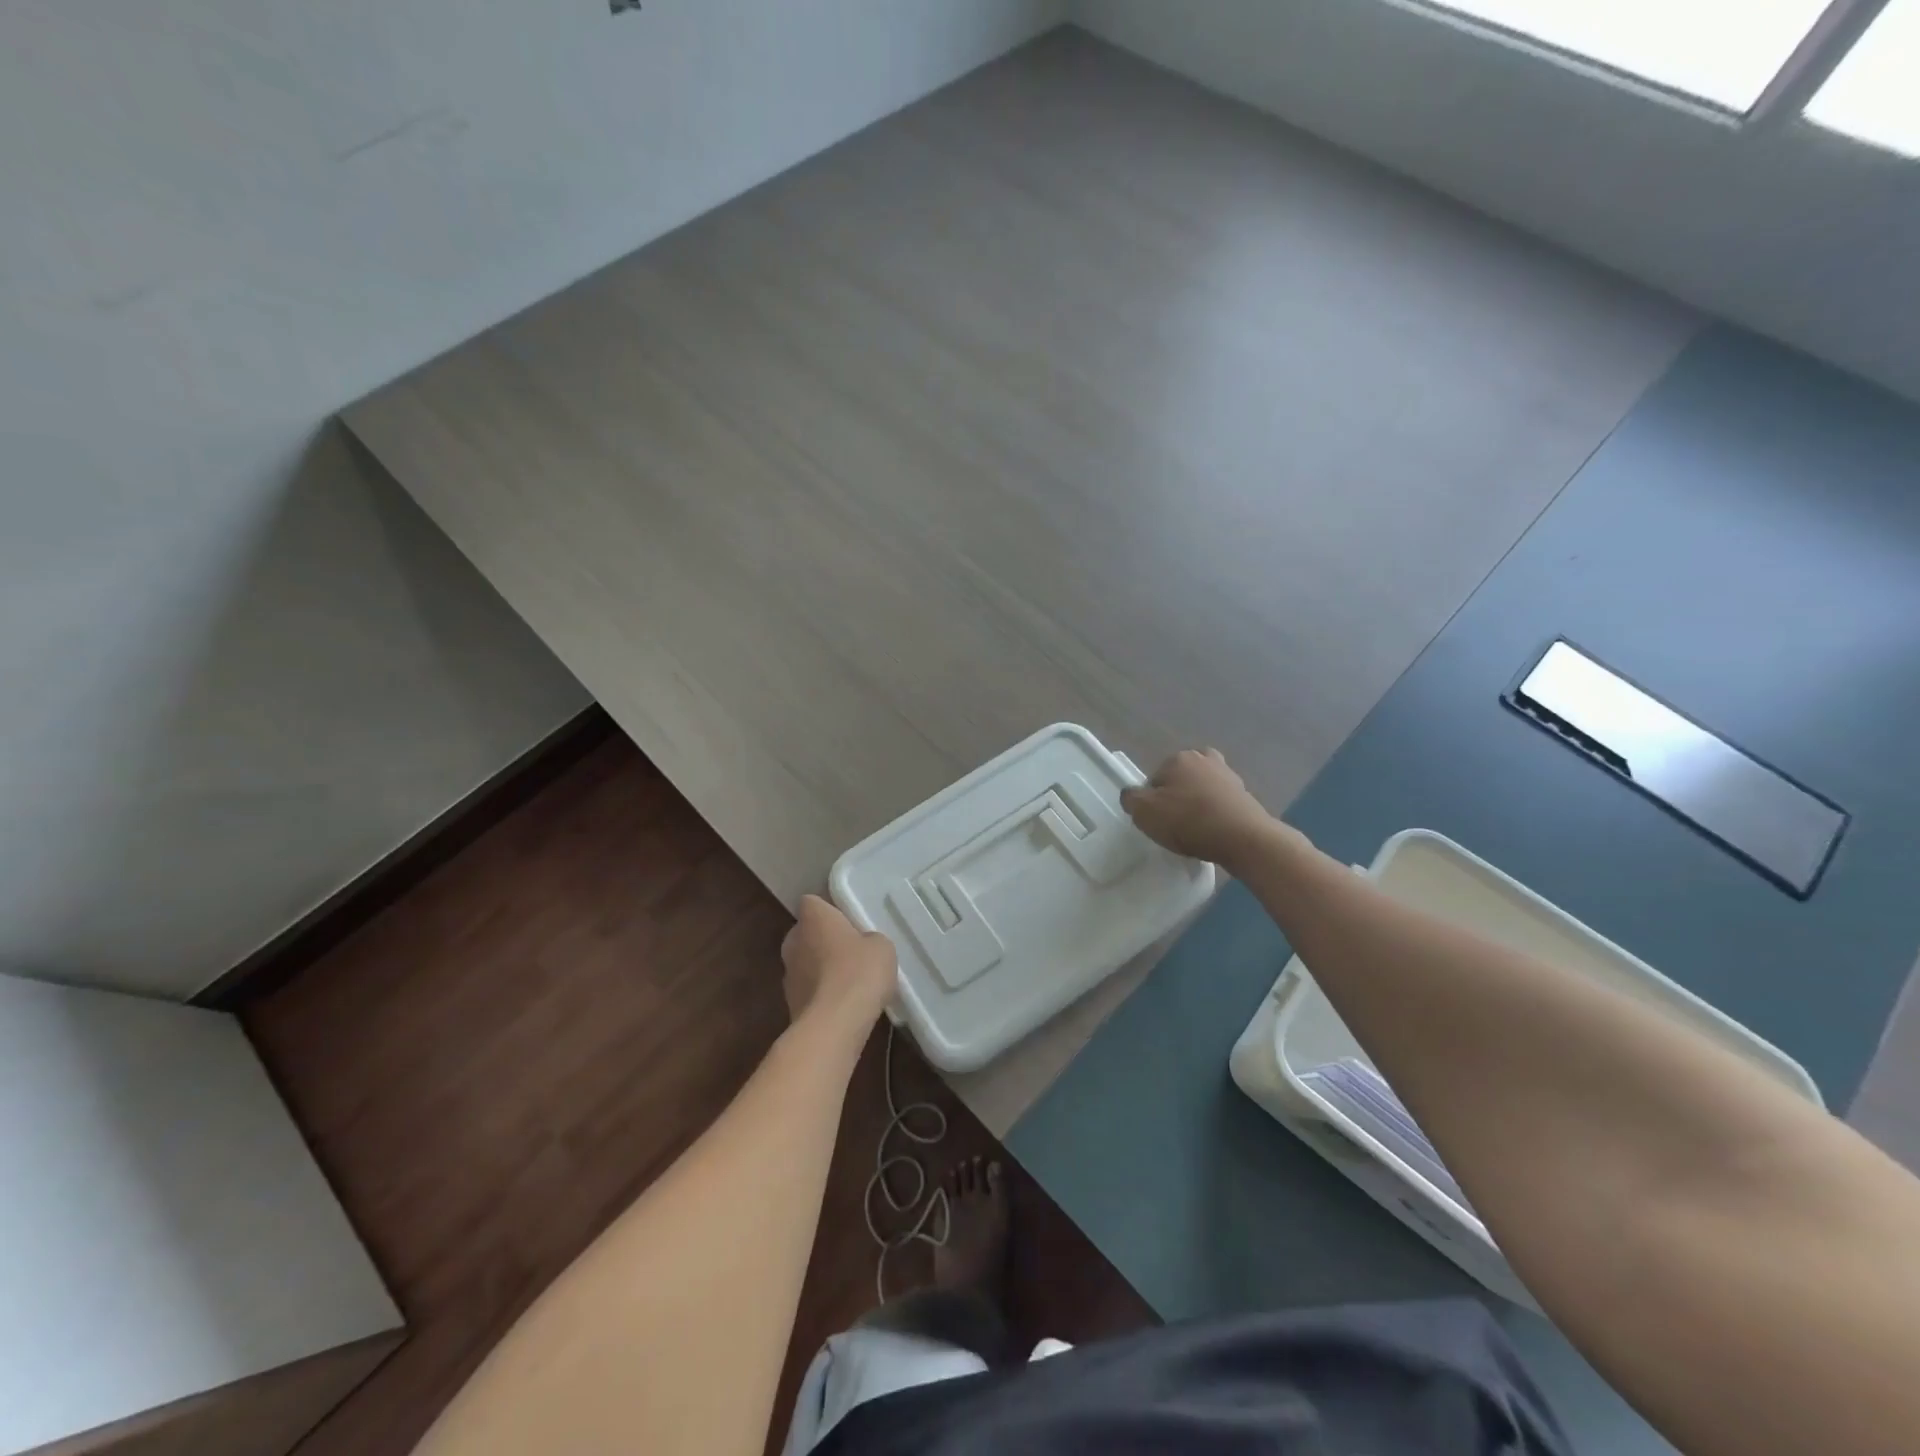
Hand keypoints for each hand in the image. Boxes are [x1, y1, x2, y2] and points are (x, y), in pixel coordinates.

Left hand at [781, 895, 897, 1026]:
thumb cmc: (858, 972)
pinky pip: (808, 990)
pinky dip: (821, 994)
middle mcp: (793, 941)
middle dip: (824, 940)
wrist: (834, 1025)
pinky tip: (843, 1005)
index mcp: (813, 918)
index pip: (812, 902)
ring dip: (821, 969)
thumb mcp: (881, 946)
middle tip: (852, 950)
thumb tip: (862, 946)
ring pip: (805, 963)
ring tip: (850, 982)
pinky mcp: (789, 1004)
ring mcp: (788, 975)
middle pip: (806, 933)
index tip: (848, 921)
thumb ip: (869, 939)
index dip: (829, 910)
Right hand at [1121, 748, 1282, 869]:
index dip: (1152, 801)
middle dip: (1177, 796)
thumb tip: (1131, 794)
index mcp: (1178, 758)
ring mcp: (1228, 775)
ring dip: (1197, 802)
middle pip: (1180, 779)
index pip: (1154, 779)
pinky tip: (1213, 830)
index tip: (1158, 820)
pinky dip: (1215, 812)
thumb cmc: (1188, 821)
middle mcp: (1204, 758)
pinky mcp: (1245, 793)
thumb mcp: (1144, 812)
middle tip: (1176, 823)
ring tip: (1196, 828)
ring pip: (1202, 787)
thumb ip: (1130, 799)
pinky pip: (1220, 801)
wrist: (1243, 837)